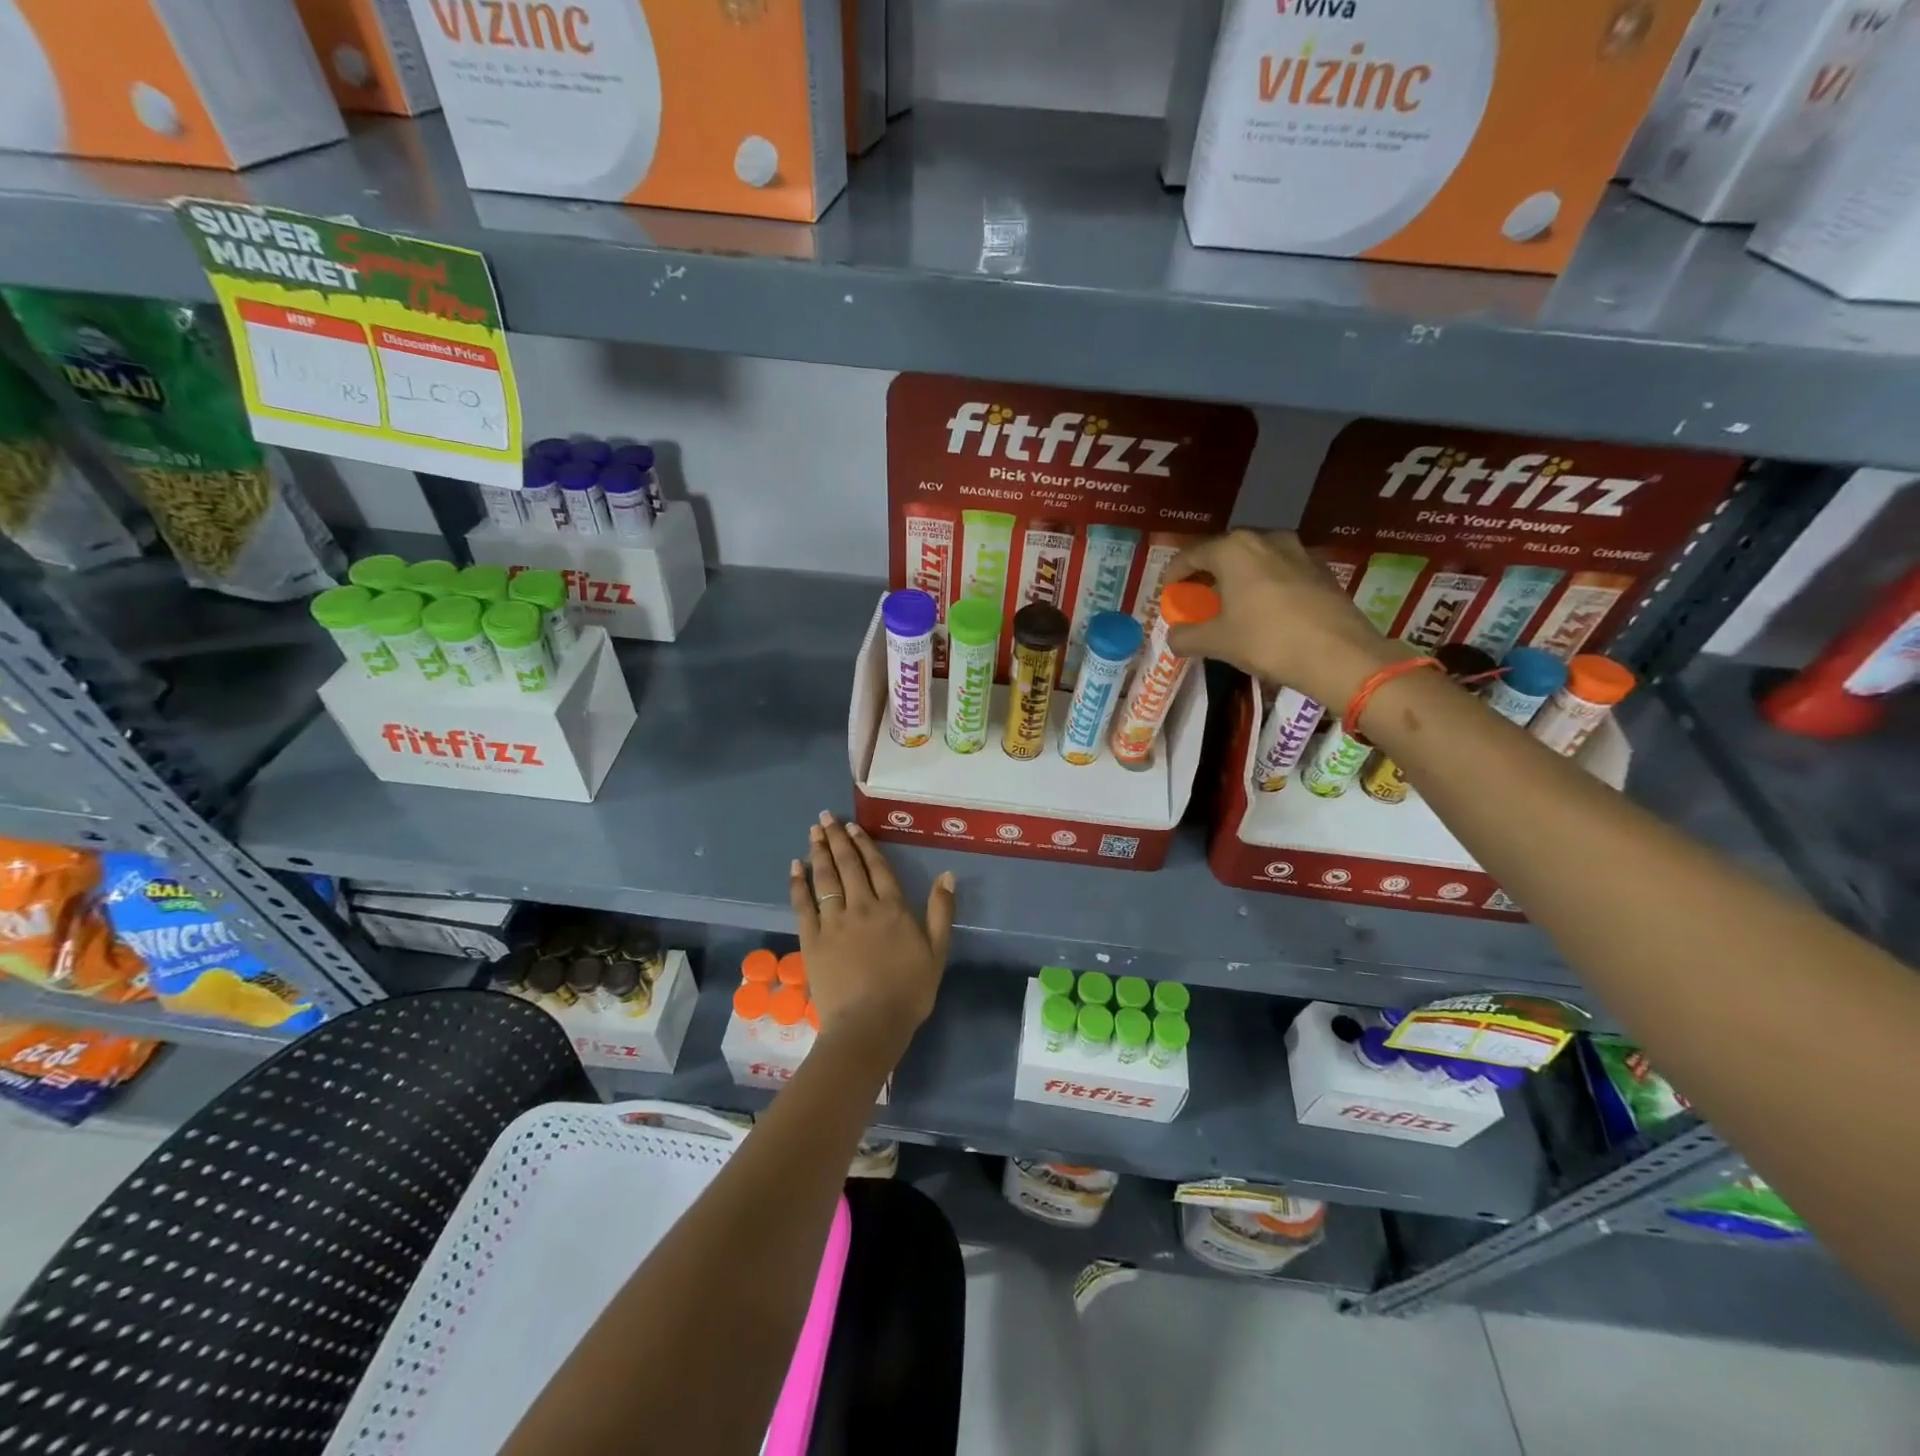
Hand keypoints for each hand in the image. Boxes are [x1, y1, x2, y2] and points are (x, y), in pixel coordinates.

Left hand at [789, 812, 955, 1061]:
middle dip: (837, 838)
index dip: (864, 845)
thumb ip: (942, 911)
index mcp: (893, 908)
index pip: (877, 867)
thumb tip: (947, 874)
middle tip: (825, 818)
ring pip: (825, 878)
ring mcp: (834, 921)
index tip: (853, 827)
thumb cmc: (909, 991)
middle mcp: (862, 906)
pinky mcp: (812, 939)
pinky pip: (803, 904)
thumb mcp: (937, 952)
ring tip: (813, 832)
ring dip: (818, 852)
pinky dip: (798, 883)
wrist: (870, 1024)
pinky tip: (794, 867)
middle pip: (848, 865)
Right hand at [1164, 530, 1411, 705]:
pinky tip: (1264, 610)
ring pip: (1256, 560)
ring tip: (1231, 603)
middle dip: (1207, 574)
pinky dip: (1264, 585)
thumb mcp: (1217, 642)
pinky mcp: (1321, 570)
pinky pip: (1280, 571)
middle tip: (1197, 597)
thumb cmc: (1267, 640)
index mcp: (1234, 550)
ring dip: (1238, 577)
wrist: (1339, 654)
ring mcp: (1298, 551)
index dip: (1175, 573)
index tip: (1168, 591)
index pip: (1192, 554)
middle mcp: (1265, 539)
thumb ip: (1187, 636)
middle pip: (1225, 552)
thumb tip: (1172, 638)